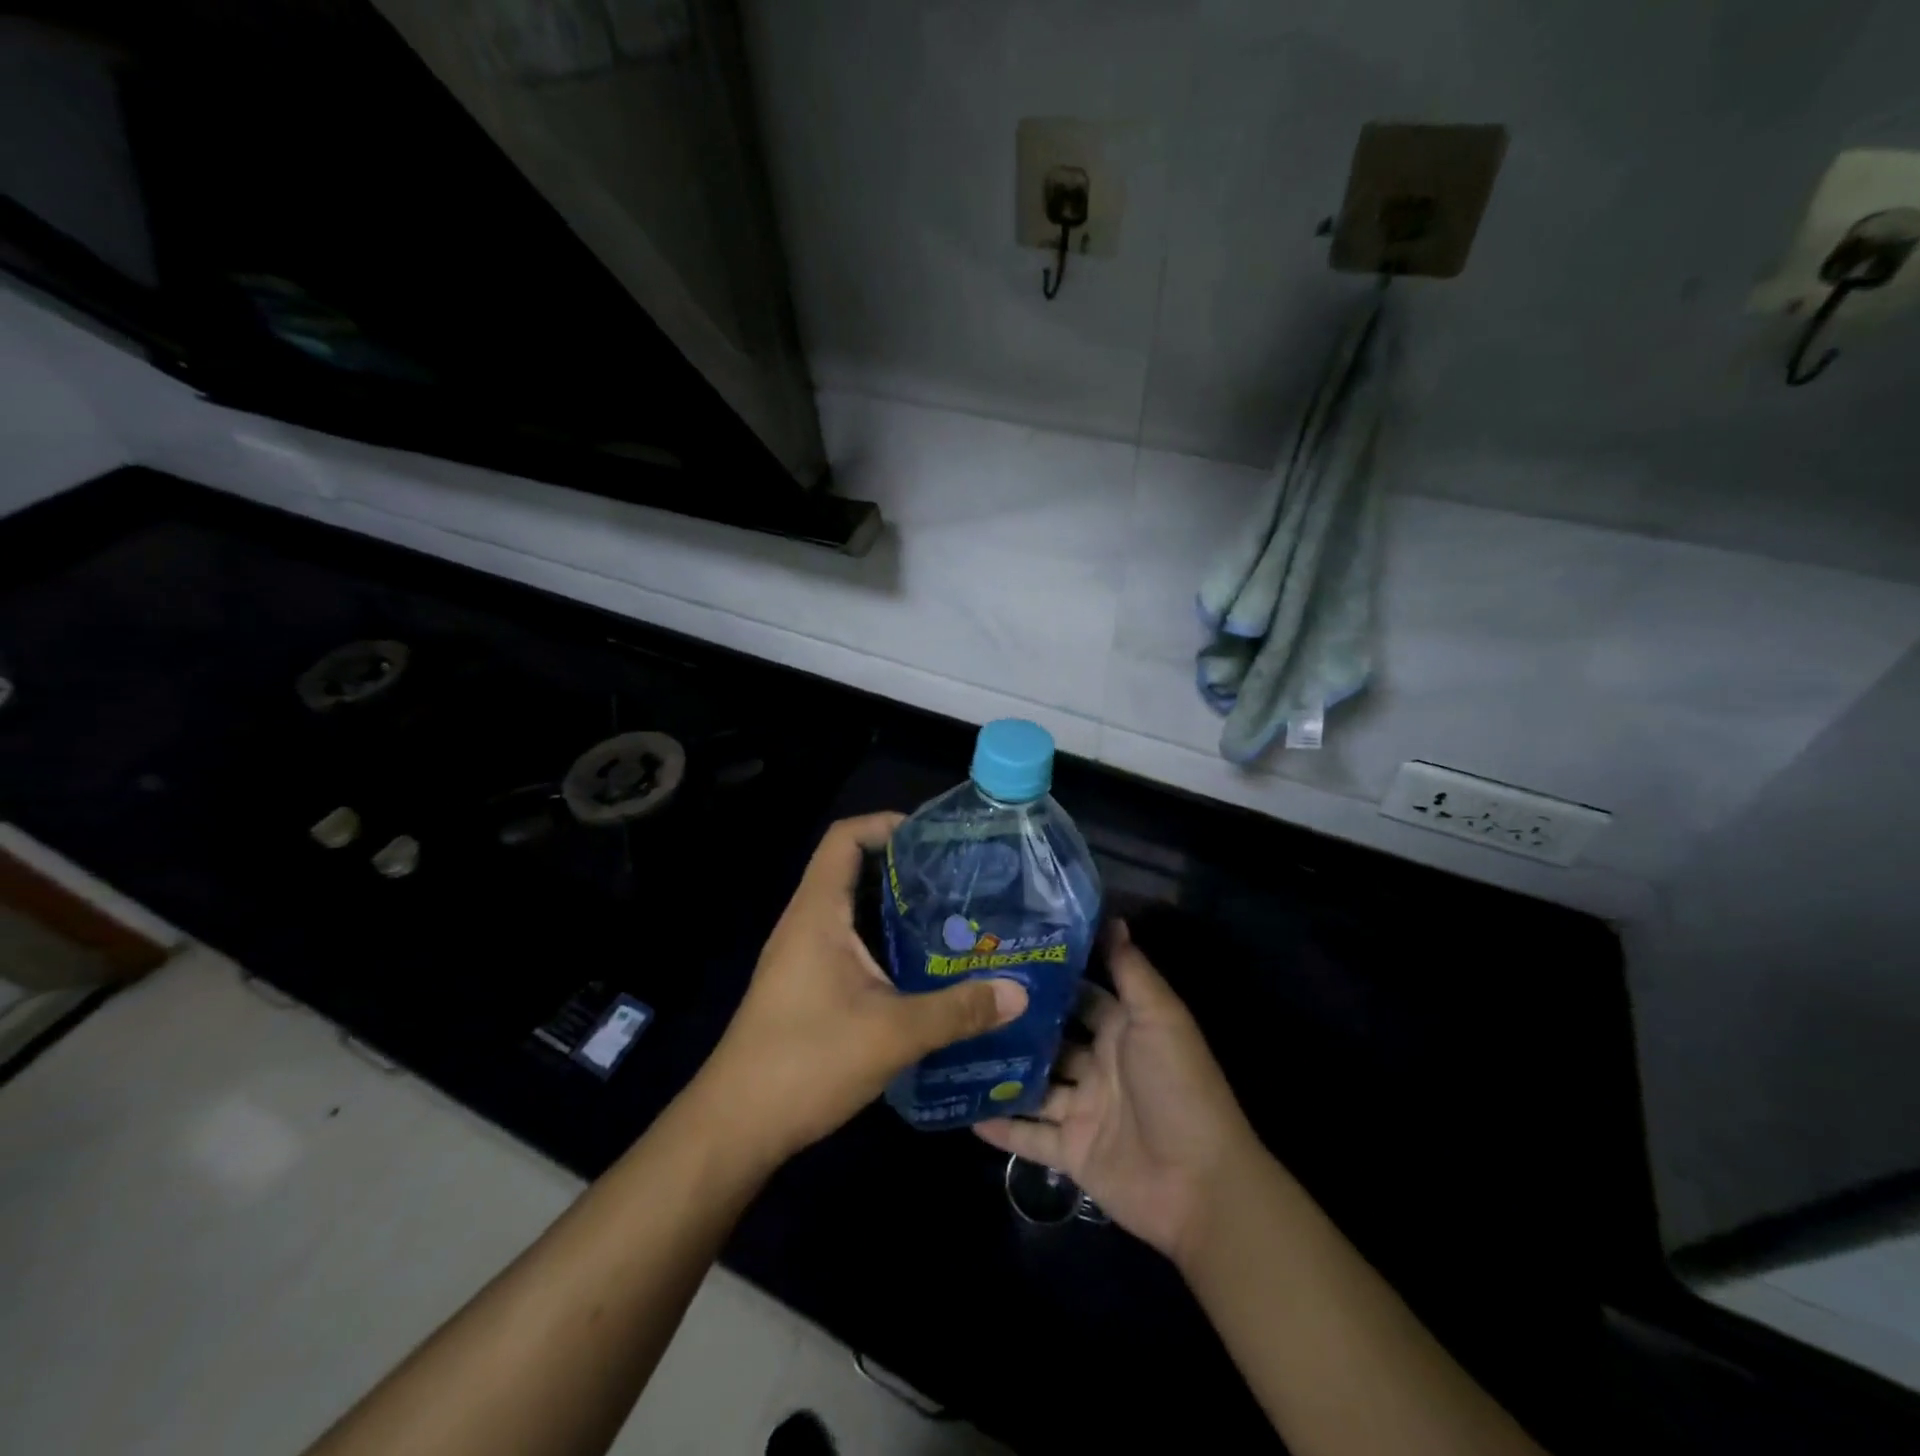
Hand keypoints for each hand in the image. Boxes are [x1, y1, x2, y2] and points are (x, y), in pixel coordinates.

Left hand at [694, 813, 1029, 1166]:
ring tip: (953, 918)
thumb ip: (957, 1011)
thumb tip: (1019, 993)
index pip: (844, 838)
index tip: (934, 838)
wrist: (735, 1127)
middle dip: (905, 868)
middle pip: (854, 870)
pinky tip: (923, 969)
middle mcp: (807, 924)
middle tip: (960, 880)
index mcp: (817, 913)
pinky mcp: (808, 986)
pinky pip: (851, 944)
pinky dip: (886, 942)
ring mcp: (803, 956)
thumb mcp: (892, 1035)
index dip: (885, 824)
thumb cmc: (806, 1062)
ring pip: (854, 911)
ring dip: (898, 909)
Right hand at [976, 922, 1257, 1264]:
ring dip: (1003, 1071)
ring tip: (953, 1046)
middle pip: (1051, 1039)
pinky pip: (1029, 1137)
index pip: (1081, 995)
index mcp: (1123, 1031)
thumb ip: (1131, 971)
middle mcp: (1101, 1066)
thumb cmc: (1178, 1087)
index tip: (1006, 954)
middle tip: (966, 996)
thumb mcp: (1158, 1017)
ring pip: (1035, 1085)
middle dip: (1017, 1022)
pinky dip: (1001, 1126)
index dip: (1051, 977)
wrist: (1200, 1185)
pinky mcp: (1072, 1153)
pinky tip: (962, 1108)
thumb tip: (1112, 918)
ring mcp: (1084, 1111)